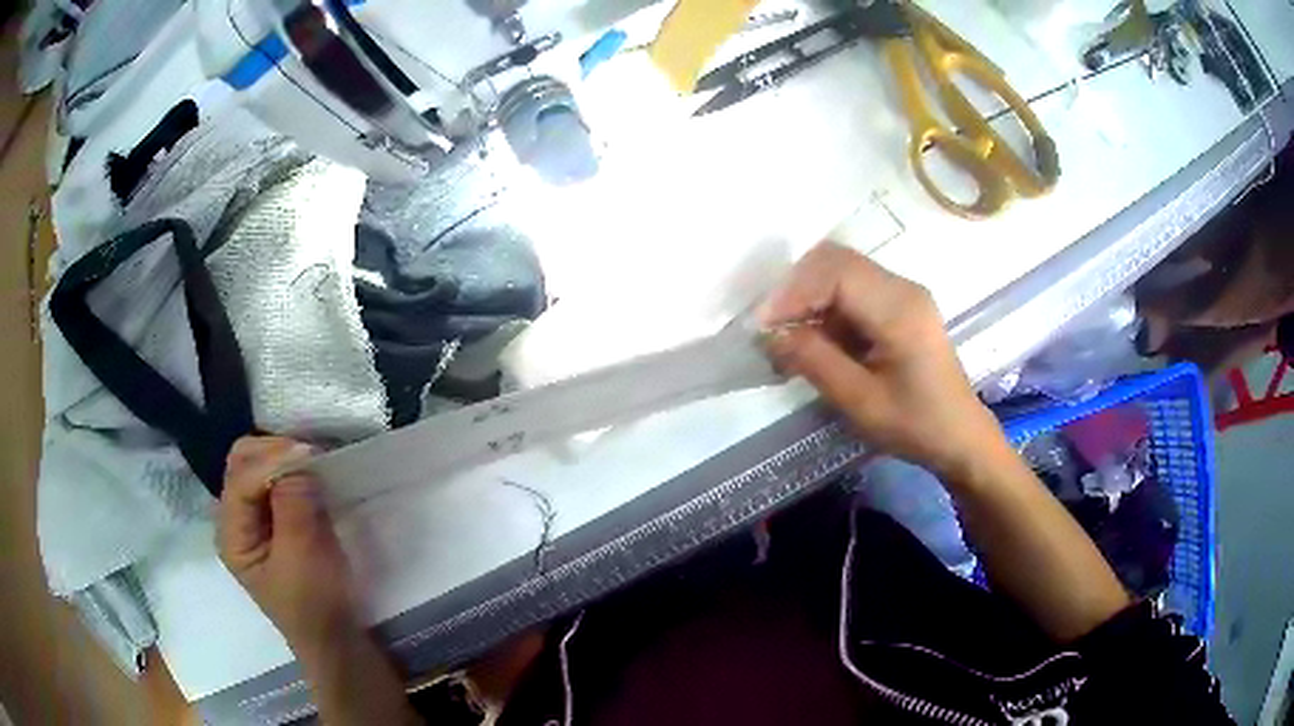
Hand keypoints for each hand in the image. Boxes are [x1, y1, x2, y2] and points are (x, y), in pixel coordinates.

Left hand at [218, 436, 358, 651]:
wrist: (335, 638)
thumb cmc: (315, 605)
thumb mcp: (303, 559)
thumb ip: (294, 507)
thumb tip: (299, 460)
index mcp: (232, 535)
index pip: (241, 481)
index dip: (271, 462)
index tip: (310, 454)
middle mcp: (236, 519)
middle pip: (241, 464)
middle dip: (272, 452)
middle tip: (310, 454)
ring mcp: (256, 518)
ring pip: (257, 466)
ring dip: (282, 457)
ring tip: (314, 460)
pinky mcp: (276, 519)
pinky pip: (276, 480)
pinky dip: (292, 469)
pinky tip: (312, 473)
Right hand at [760, 242, 1002, 479]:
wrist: (960, 436)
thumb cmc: (915, 425)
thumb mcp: (860, 401)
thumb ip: (814, 361)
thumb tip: (769, 334)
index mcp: (899, 309)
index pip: (835, 272)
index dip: (793, 292)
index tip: (763, 326)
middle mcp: (902, 288)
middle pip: (836, 260)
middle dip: (796, 288)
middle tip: (772, 328)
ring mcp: (903, 293)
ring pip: (841, 271)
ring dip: (810, 297)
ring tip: (788, 337)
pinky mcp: (900, 305)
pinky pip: (853, 290)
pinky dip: (826, 307)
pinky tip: (815, 339)